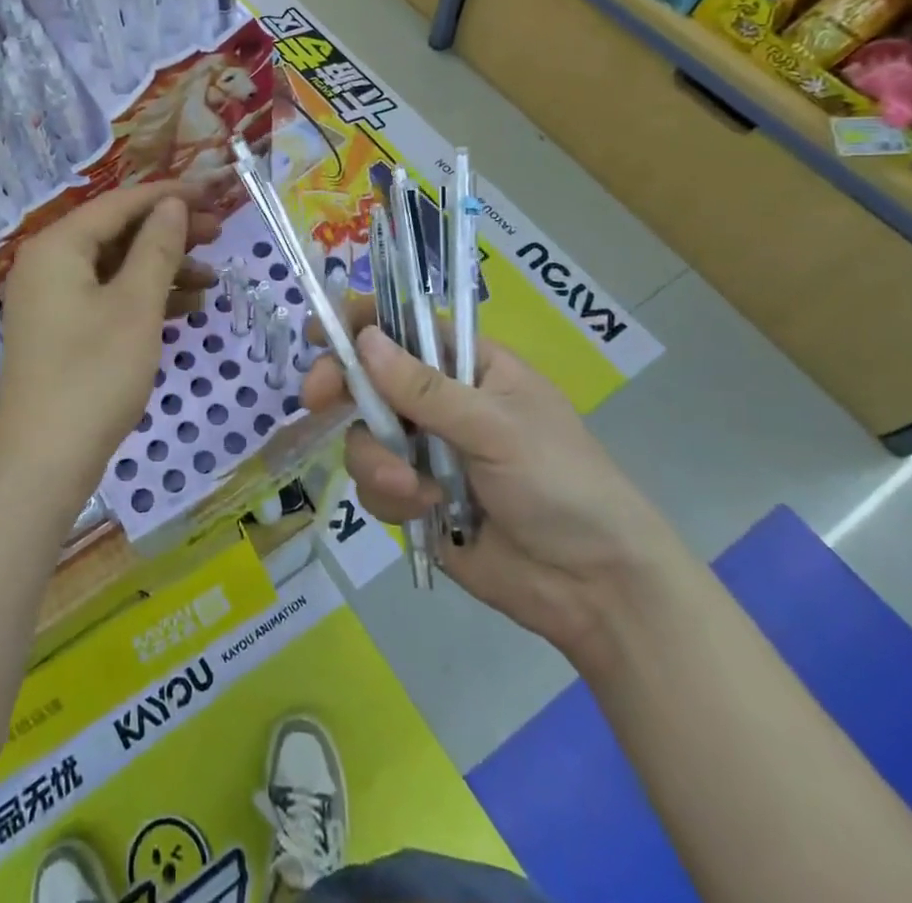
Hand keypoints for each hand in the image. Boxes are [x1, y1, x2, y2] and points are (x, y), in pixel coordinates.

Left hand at [0, 184, 220, 505]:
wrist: (44, 462)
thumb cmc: (94, 375)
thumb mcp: (136, 306)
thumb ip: (157, 247)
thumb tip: (173, 205)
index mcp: (57, 246)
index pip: (119, 203)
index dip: (169, 195)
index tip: (214, 193)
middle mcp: (48, 264)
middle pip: (117, 232)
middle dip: (170, 232)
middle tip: (219, 233)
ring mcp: (52, 300)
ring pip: (116, 267)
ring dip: (163, 268)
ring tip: (212, 277)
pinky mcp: (62, 331)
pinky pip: (109, 297)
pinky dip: (146, 298)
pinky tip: (188, 307)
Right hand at [302, 302, 680, 664]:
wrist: (595, 586)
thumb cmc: (562, 482)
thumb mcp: (497, 427)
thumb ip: (426, 389)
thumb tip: (364, 340)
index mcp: (469, 367)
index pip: (406, 328)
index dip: (361, 324)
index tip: (321, 334)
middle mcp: (440, 403)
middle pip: (370, 378)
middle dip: (342, 387)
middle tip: (316, 398)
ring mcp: (424, 451)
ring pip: (364, 434)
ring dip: (374, 457)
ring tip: (410, 487)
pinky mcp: (415, 498)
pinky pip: (374, 483)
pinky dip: (389, 496)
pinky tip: (425, 511)